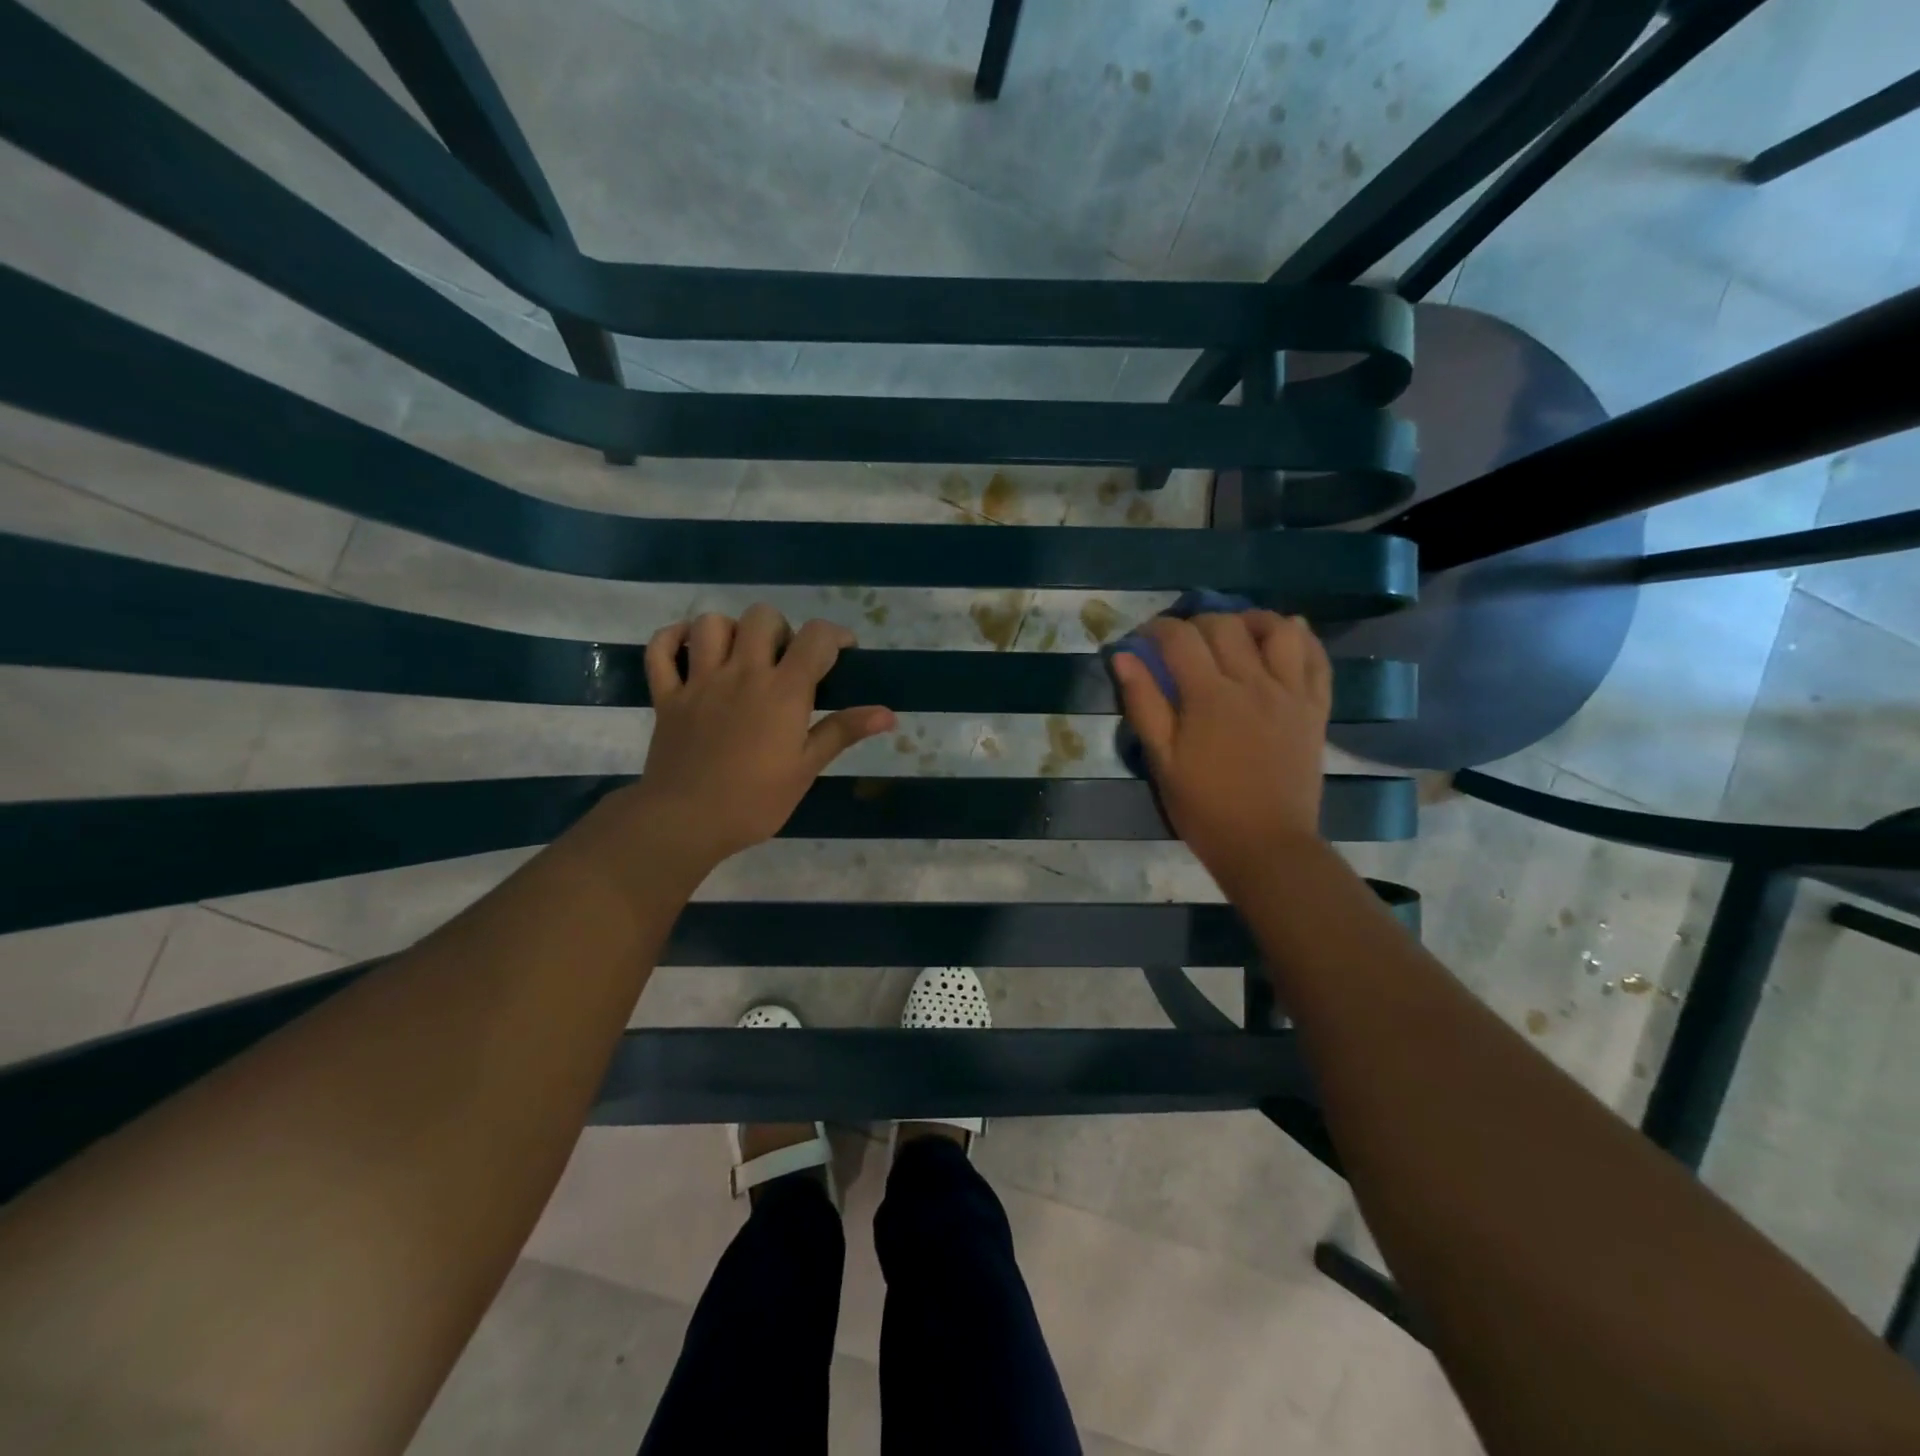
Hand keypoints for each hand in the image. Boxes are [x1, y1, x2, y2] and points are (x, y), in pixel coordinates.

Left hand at [628, 606, 894, 868]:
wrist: (686, 821)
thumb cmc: (756, 800)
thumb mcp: (806, 768)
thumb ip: (843, 731)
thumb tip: (888, 713)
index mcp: (783, 691)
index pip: (815, 638)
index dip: (835, 636)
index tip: (842, 652)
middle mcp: (742, 673)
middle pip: (762, 617)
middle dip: (781, 630)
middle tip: (786, 661)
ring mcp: (699, 680)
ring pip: (711, 624)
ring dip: (731, 630)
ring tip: (741, 655)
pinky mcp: (667, 695)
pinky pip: (660, 650)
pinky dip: (672, 639)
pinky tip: (689, 649)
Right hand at [1109, 611, 1330, 887]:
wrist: (1266, 845)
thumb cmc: (1205, 808)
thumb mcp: (1162, 761)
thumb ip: (1143, 704)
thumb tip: (1124, 657)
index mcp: (1209, 696)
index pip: (1180, 638)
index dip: (1157, 629)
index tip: (1144, 639)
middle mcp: (1253, 683)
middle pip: (1225, 625)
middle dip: (1197, 622)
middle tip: (1183, 642)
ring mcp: (1290, 693)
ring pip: (1278, 630)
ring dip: (1252, 620)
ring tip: (1235, 632)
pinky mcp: (1315, 708)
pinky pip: (1317, 658)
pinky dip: (1301, 638)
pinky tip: (1284, 638)